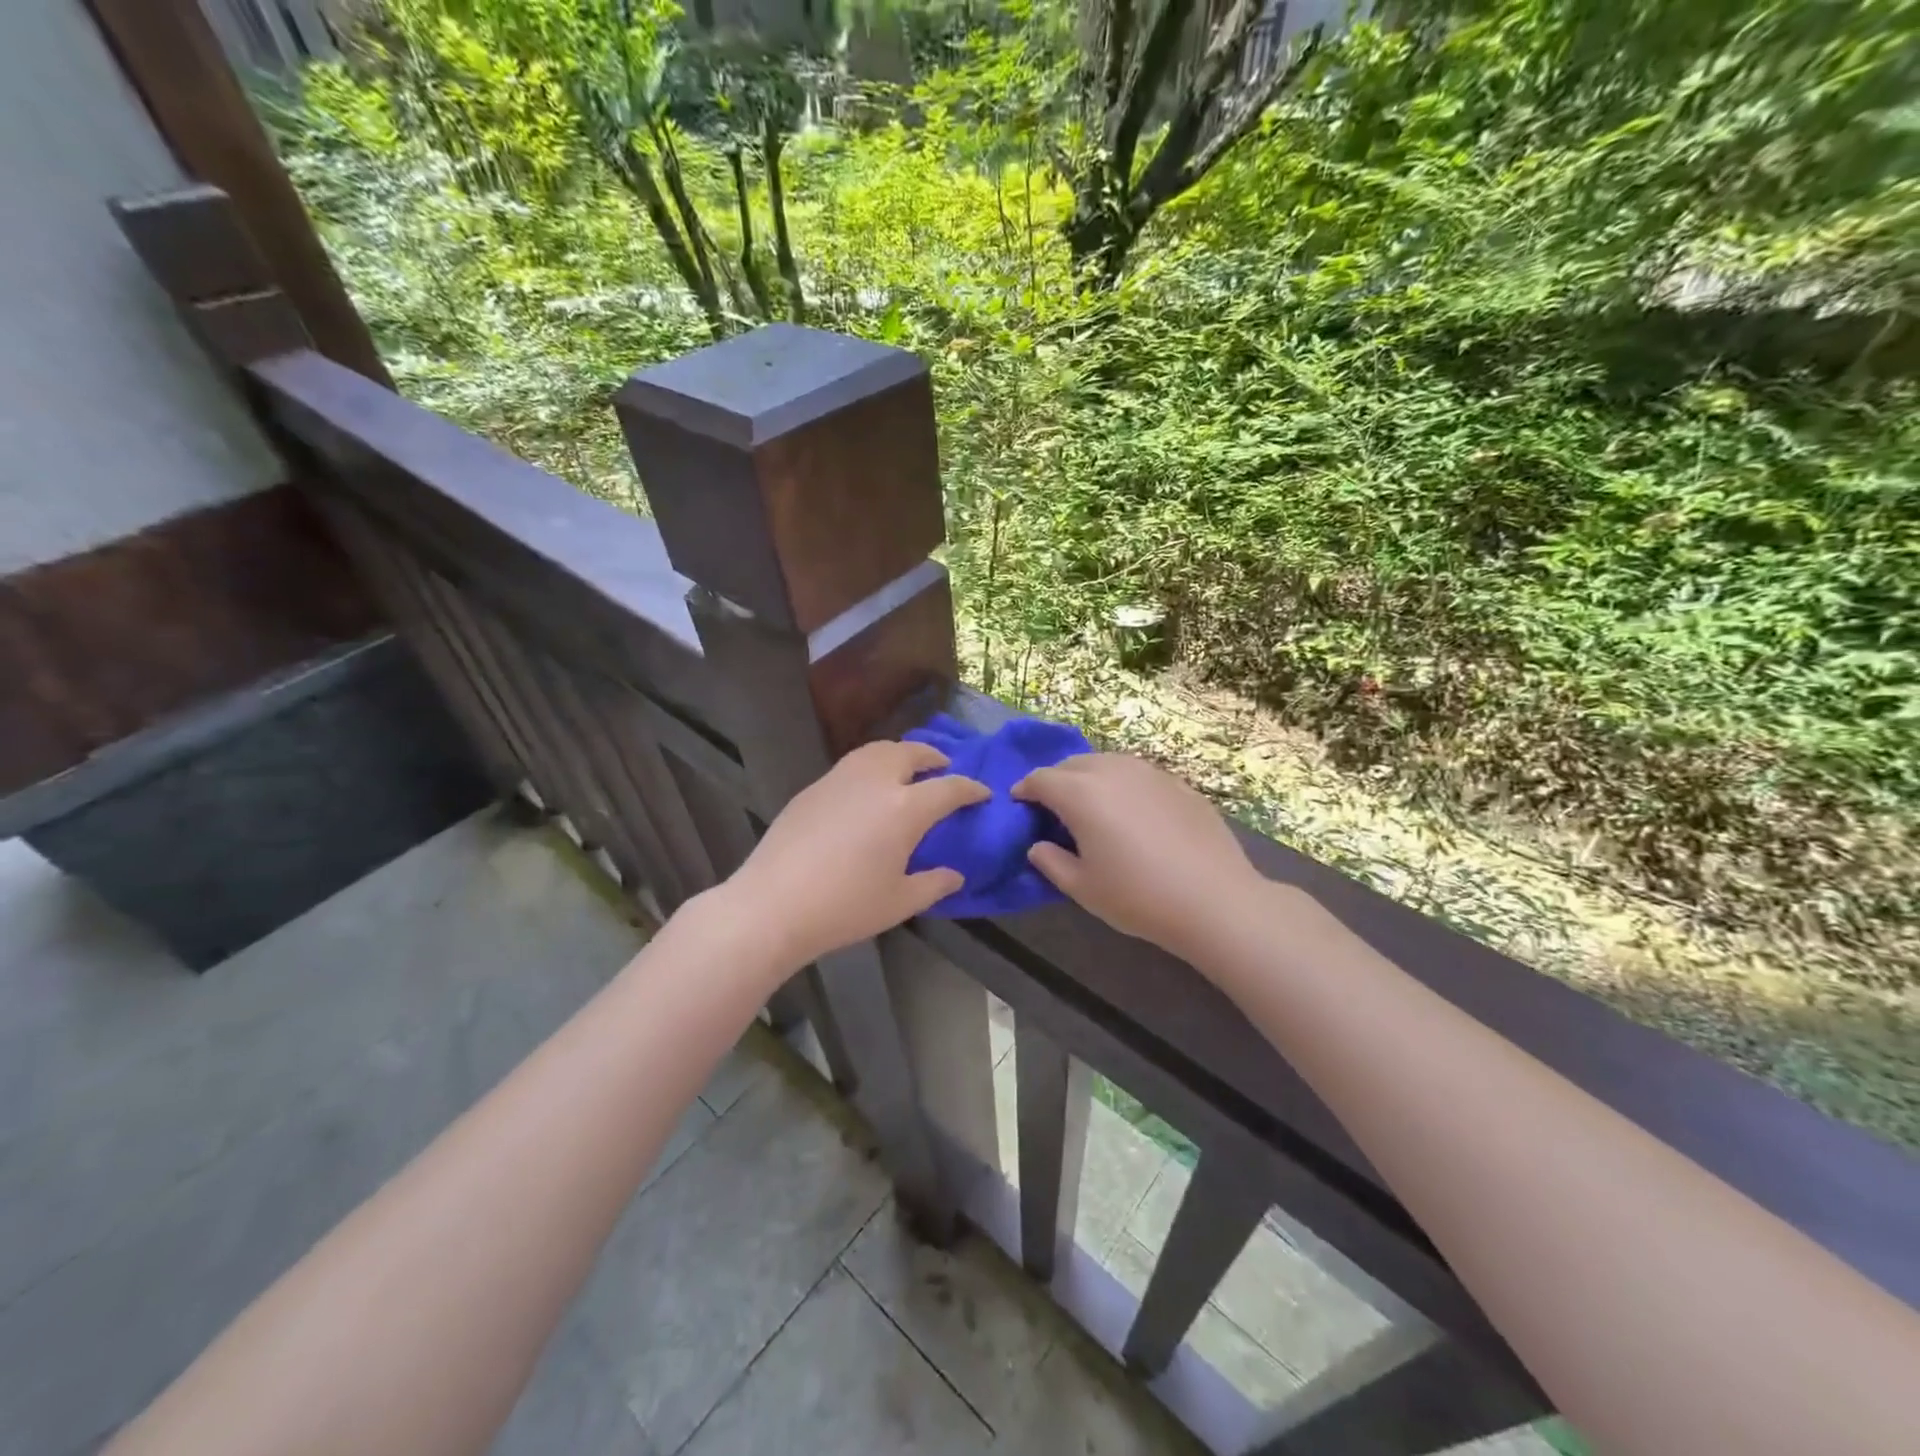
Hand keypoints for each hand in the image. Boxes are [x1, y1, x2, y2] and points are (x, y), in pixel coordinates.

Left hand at [725, 740, 989, 968]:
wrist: (773, 904)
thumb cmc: (845, 908)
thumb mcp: (899, 903)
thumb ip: (934, 884)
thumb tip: (955, 875)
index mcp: (905, 808)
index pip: (949, 788)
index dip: (970, 789)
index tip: (982, 793)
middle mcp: (876, 781)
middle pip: (911, 753)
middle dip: (934, 757)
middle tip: (943, 768)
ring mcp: (840, 779)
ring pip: (877, 750)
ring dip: (900, 753)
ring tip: (906, 768)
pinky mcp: (813, 788)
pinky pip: (852, 764)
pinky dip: (871, 765)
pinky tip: (866, 789)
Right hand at [1012, 753, 1263, 961]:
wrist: (1214, 899)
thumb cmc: (1138, 896)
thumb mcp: (1082, 888)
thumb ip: (1051, 862)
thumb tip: (1037, 846)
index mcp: (1080, 794)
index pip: (1041, 779)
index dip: (1025, 789)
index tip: (1019, 803)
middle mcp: (1112, 771)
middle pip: (1072, 764)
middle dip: (1056, 780)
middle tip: (1053, 808)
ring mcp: (1149, 772)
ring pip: (1107, 762)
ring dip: (1089, 777)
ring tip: (1092, 805)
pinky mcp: (1177, 783)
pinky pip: (1137, 773)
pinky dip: (1122, 784)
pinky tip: (1132, 812)